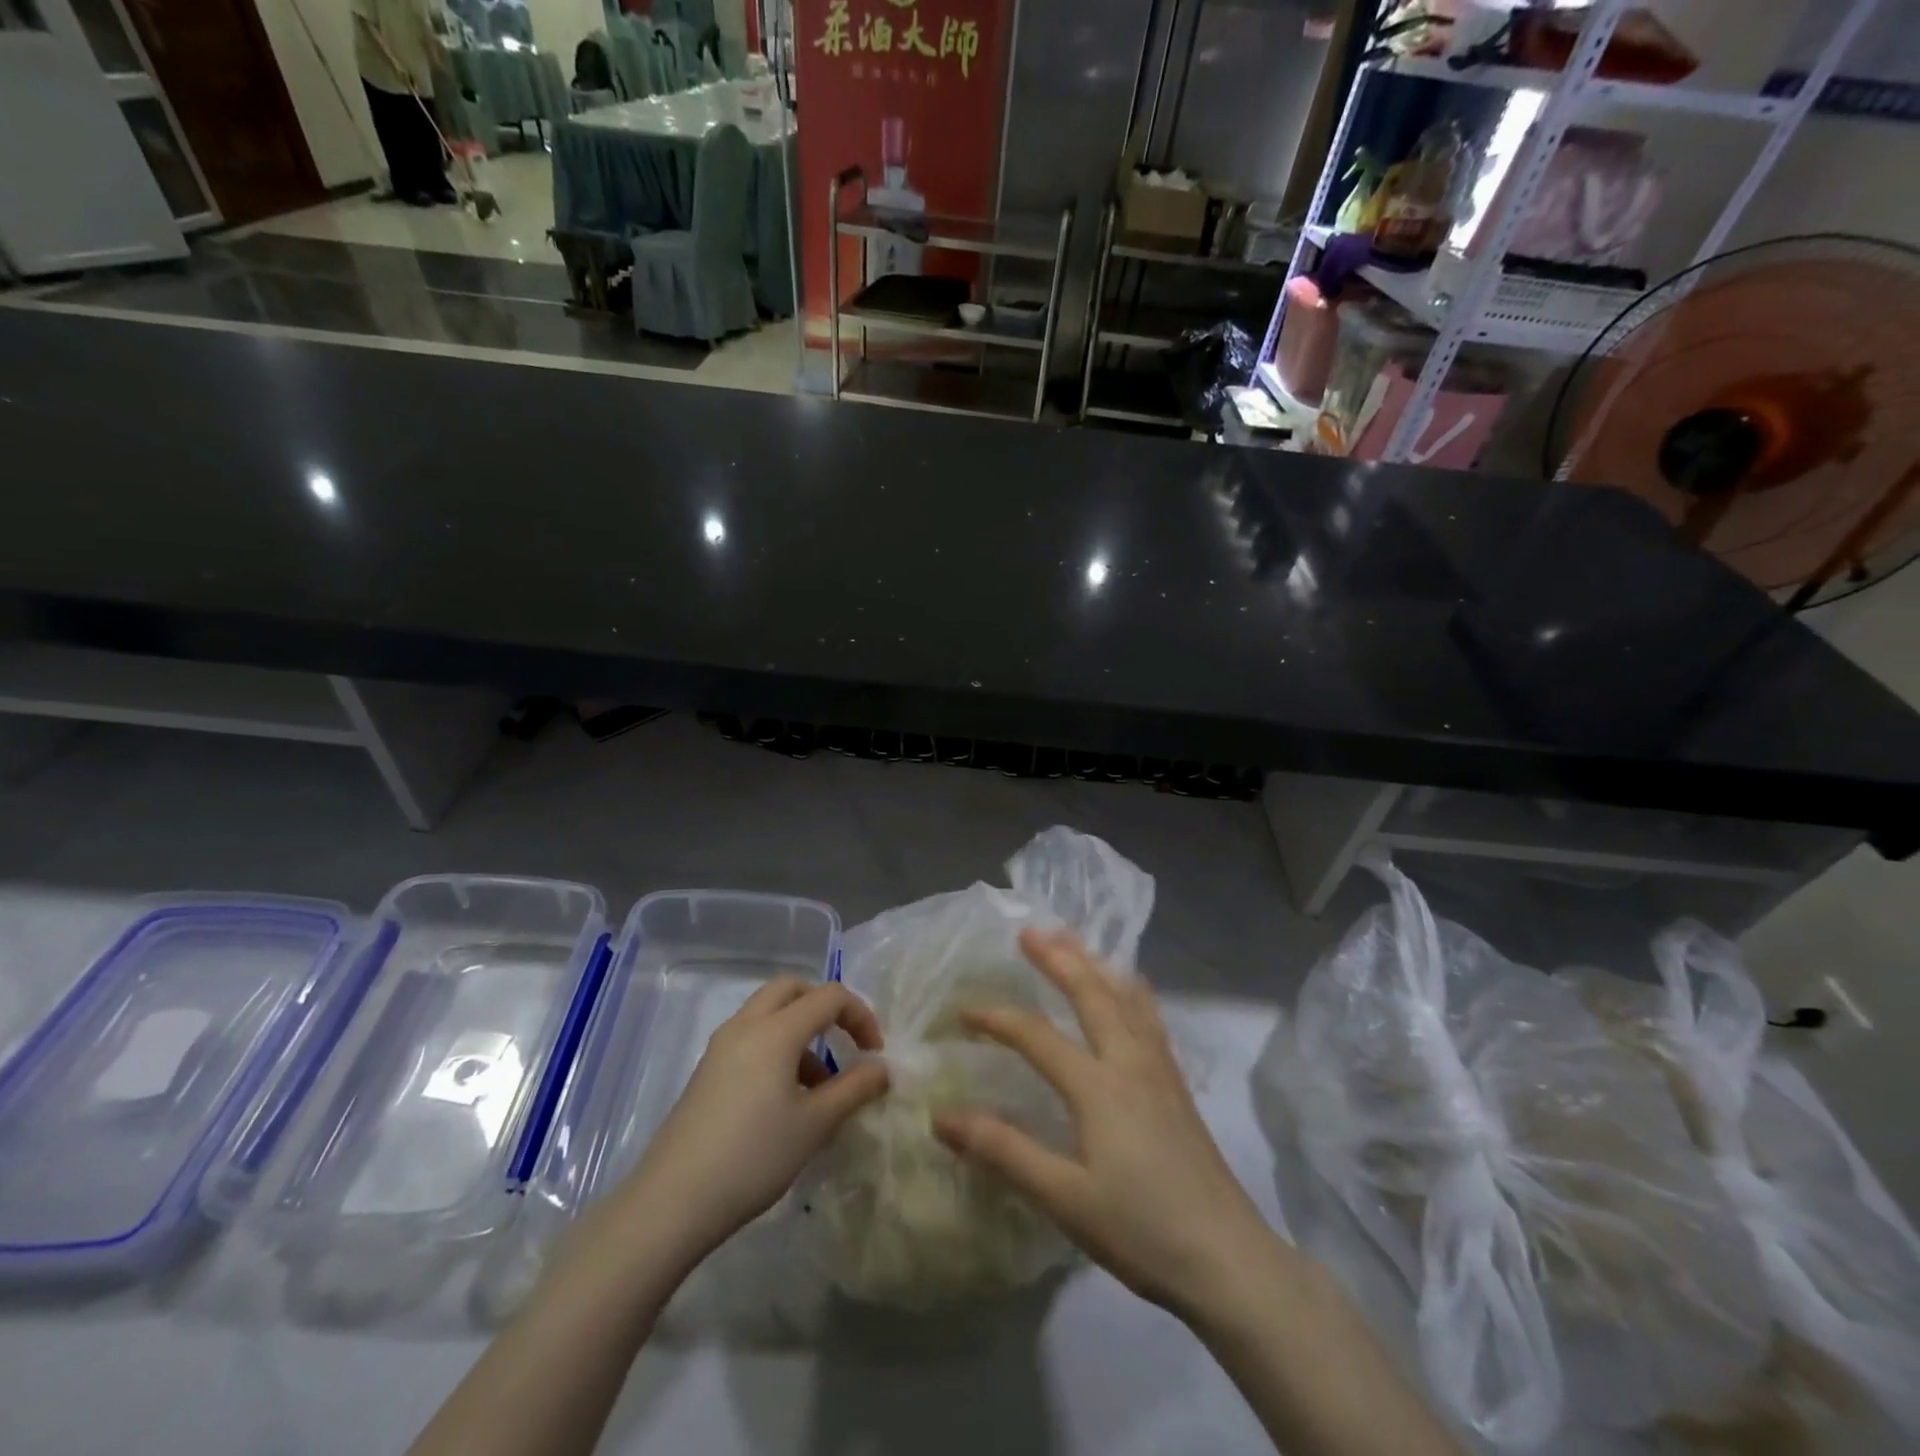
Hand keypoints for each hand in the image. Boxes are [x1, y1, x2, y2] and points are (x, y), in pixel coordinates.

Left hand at [613, 979, 888, 1266]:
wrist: (671, 1202)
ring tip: (820, 1085)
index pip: (829, 996)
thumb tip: (882, 1068)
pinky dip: (777, 1048)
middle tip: (844, 1041)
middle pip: (792, 989)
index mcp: (776, 1030)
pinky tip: (785, 1100)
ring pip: (768, 1012)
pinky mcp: (707, 1071)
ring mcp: (721, 1047)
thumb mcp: (814, 1125)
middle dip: (825, 1006)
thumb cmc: (753, 1157)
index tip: (874, 1054)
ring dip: (800, 1030)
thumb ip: (854, 1089)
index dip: (860, 1016)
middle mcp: (746, 1025)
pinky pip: (751, 1038)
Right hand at [935, 929, 1282, 1319]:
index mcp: (1097, 1085)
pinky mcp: (1178, 1085)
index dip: (997, 1018)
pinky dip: (1130, 990)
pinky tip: (1131, 990)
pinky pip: (1150, 1017)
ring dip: (1096, 964)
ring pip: (1126, 997)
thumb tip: (942, 1116)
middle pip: (1091, 993)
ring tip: (1076, 941)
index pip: (1036, 1036)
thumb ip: (1003, 1150)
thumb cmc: (1141, 1229)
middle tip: (1030, 930)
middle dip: (1058, 958)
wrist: (1228, 1259)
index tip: (964, 1010)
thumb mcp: (1063, 1197)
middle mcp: (1129, 1061)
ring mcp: (1160, 1070)